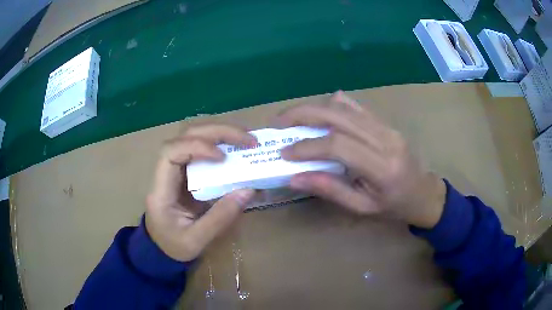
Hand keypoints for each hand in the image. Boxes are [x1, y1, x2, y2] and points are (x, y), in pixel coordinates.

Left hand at [145, 124, 257, 261]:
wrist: (161, 249)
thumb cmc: (173, 247)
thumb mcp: (196, 241)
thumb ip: (220, 218)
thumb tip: (248, 190)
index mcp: (160, 190)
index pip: (170, 152)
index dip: (196, 147)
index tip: (222, 157)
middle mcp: (165, 173)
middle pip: (185, 136)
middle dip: (217, 132)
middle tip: (248, 139)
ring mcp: (175, 170)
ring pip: (193, 137)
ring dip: (220, 134)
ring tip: (247, 139)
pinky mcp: (185, 173)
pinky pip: (201, 150)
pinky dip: (221, 144)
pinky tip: (237, 148)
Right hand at [277, 91, 445, 228]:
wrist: (424, 193)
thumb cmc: (395, 207)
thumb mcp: (363, 208)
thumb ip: (330, 190)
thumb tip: (295, 178)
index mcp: (381, 167)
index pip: (338, 145)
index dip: (307, 146)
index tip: (284, 152)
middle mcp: (385, 139)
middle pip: (339, 116)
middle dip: (303, 115)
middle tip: (279, 122)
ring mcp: (387, 127)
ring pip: (345, 107)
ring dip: (314, 108)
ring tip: (292, 117)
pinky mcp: (385, 123)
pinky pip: (357, 107)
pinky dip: (333, 105)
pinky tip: (319, 111)